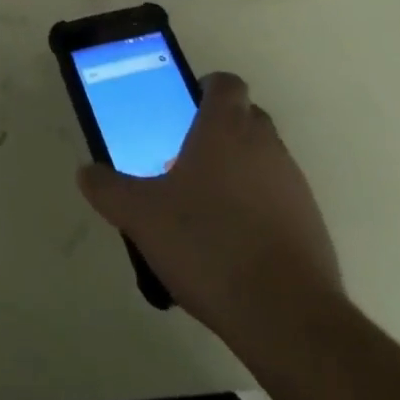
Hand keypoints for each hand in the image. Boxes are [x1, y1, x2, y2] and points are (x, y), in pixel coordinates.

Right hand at [77, 72, 339, 335]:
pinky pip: (280, 199)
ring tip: (207, 207)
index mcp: (226, 127)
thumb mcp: (141, 216)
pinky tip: (235, 245)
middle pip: (246, 117)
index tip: (183, 110)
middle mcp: (265, 144)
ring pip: (264, 158)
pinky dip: (260, 208)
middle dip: (220, 129)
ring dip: (241, 170)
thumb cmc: (207, 243)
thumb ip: (109, 189)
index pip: (225, 83)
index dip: (206, 88)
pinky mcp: (312, 225)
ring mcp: (294, 184)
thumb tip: (86, 172)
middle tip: (187, 158)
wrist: (286, 316)